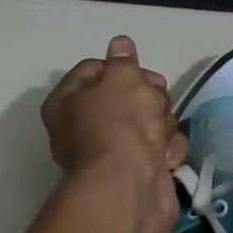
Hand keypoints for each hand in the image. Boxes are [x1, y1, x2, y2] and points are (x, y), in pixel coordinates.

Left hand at [41, 36, 187, 224]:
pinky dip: (166, 153)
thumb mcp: (122, 79)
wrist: (130, 187)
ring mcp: (112, 153)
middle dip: (148, 98)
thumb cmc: (118, 125)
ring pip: (149, 122)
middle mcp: (84, 128)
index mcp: (66, 103)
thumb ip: (123, 61)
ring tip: (158, 138)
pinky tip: (164, 159)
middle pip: (127, 97)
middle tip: (154, 104)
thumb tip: (120, 45)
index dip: (120, 67)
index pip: (93, 70)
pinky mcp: (138, 173)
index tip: (140, 73)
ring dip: (162, 126)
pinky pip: (159, 150)